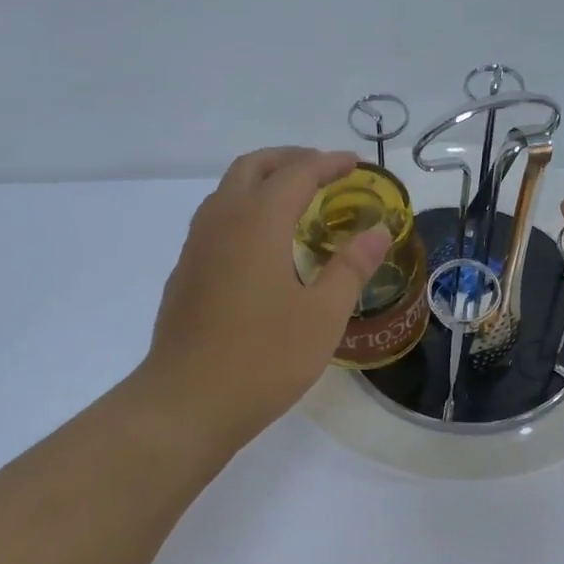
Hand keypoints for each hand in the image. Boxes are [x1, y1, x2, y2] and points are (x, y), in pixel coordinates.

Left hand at [137, 147, 390, 447]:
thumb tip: (378, 231)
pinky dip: (244, 209)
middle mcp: (221, 222)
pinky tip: (261, 245)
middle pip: (253, 167)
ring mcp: (196, 247)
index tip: (354, 164)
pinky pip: (216, 219)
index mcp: (257, 223)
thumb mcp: (323, 316)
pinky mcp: (185, 273)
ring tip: (295, 201)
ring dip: (263, 181)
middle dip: (290, 159)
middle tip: (323, 170)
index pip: (297, 173)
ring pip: (228, 191)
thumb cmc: (263, 358)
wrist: (186, 403)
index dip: (328, 163)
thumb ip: (351, 267)